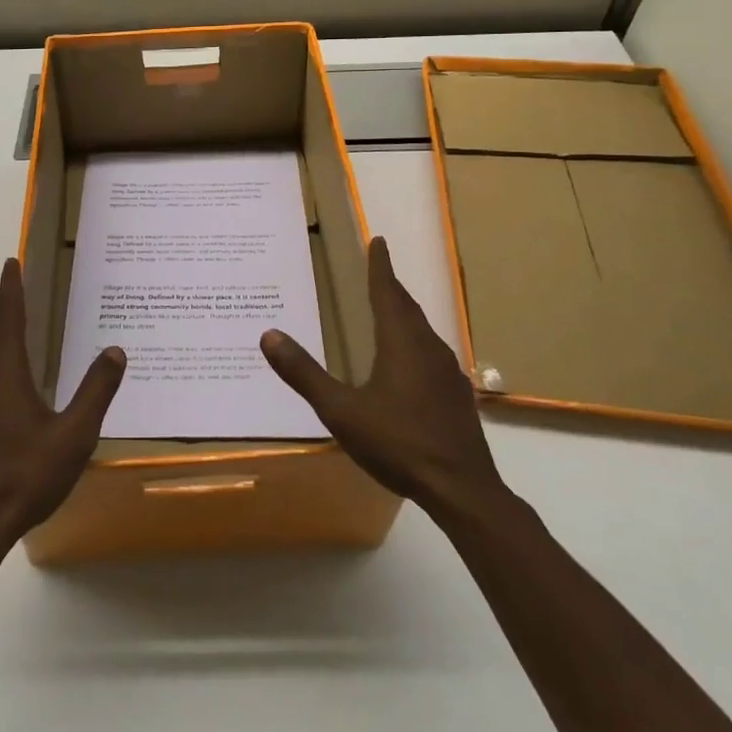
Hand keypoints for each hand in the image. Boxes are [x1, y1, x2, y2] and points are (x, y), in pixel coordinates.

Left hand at [0, 259, 124, 556]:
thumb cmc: (24, 476)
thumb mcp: (73, 435)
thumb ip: (96, 390)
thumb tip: (116, 350)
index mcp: (1, 370)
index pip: (6, 315)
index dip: (11, 287)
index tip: (12, 262)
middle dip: (3, 301)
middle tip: (14, 280)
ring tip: (12, 314)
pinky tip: (3, 365)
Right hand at [261, 237, 505, 518]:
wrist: (463, 490)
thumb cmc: (398, 443)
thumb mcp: (341, 411)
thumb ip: (304, 374)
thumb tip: (268, 335)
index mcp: (401, 343)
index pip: (387, 292)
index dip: (380, 266)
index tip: (378, 241)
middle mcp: (428, 348)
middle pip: (407, 307)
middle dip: (391, 287)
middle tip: (379, 270)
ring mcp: (448, 373)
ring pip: (423, 331)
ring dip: (405, 314)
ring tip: (390, 311)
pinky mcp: (457, 396)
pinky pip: (432, 355)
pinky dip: (416, 344)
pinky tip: (410, 364)